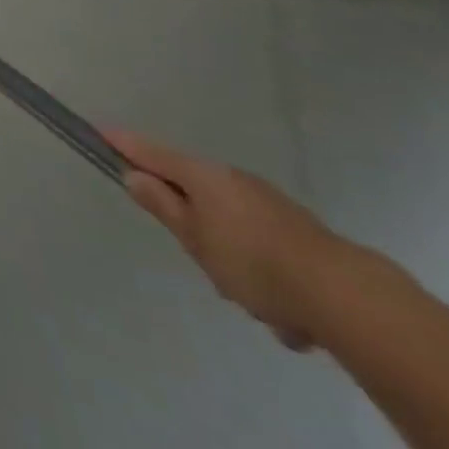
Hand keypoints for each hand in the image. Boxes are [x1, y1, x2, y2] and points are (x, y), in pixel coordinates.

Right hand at [107, 129, 351, 351]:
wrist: (348, 298)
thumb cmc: (253, 262)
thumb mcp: (194, 238)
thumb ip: (162, 205)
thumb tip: (134, 174)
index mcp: (203, 176)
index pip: (150, 152)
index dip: (123, 144)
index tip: (99, 133)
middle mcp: (234, 180)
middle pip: (194, 192)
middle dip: (191, 224)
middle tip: (199, 259)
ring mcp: (271, 205)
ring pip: (230, 226)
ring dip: (231, 258)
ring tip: (251, 300)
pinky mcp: (300, 233)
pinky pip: (264, 251)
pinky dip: (265, 276)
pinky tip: (285, 315)